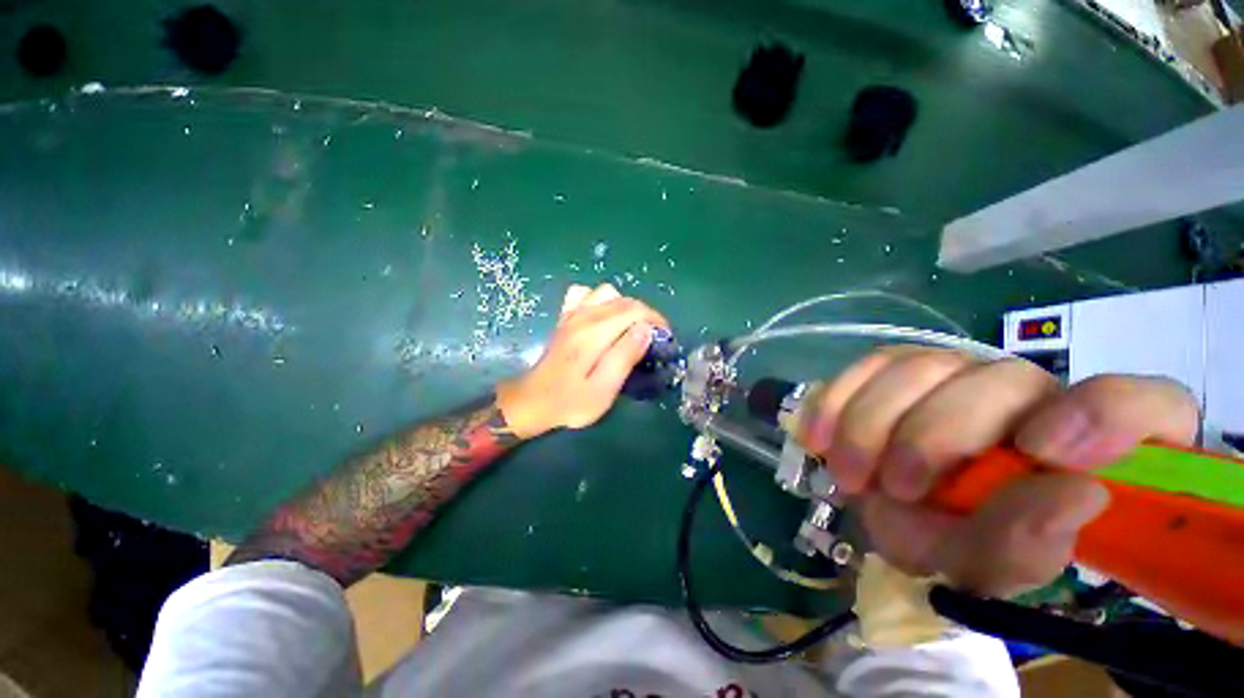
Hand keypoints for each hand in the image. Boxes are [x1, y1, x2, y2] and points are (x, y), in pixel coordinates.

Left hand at [496, 284, 668, 438]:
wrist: (533, 401)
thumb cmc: (570, 402)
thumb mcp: (603, 390)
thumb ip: (624, 357)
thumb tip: (645, 329)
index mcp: (594, 333)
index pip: (635, 311)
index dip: (656, 320)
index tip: (665, 337)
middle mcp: (583, 316)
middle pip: (625, 300)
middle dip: (646, 314)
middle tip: (654, 338)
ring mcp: (572, 314)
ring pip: (608, 293)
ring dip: (626, 306)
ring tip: (630, 329)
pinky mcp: (566, 317)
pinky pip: (585, 294)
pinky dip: (601, 301)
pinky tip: (603, 318)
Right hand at [800, 347, 1198, 595]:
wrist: (896, 514)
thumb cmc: (955, 543)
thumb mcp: (988, 565)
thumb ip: (1027, 544)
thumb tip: (1076, 495)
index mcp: (1089, 449)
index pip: (1149, 404)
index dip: (1106, 415)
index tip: (1042, 450)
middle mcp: (1033, 395)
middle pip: (1000, 379)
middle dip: (932, 437)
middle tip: (892, 487)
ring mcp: (962, 373)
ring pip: (920, 365)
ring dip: (872, 424)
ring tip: (850, 474)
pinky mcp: (900, 367)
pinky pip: (868, 365)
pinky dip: (837, 400)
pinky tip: (818, 437)